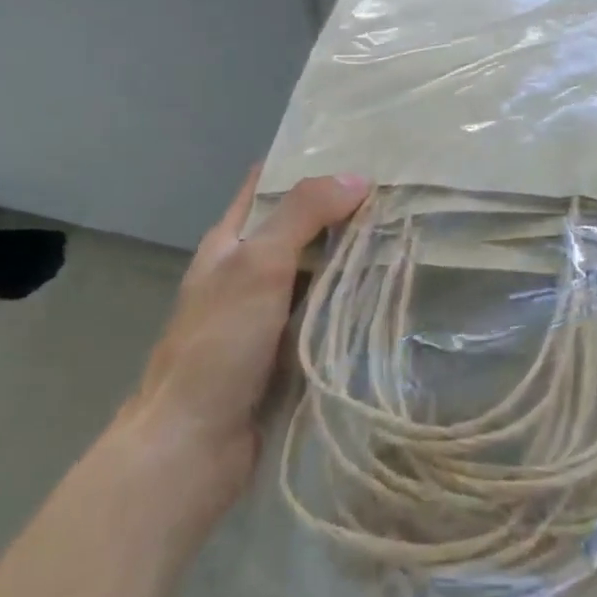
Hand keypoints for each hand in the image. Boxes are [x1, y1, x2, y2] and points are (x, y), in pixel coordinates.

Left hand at [117, 167, 368, 517]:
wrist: (191, 448)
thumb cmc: (218, 343)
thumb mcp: (258, 264)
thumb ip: (303, 214)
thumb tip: (358, 177)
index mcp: (229, 240)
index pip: (268, 183)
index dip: (305, 161)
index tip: (356, 148)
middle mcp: (247, 270)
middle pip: (298, 226)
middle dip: (341, 209)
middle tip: (398, 191)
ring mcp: (266, 313)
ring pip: (315, 270)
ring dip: (351, 256)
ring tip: (405, 231)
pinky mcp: (285, 350)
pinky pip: (322, 311)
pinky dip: (349, 299)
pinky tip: (388, 289)